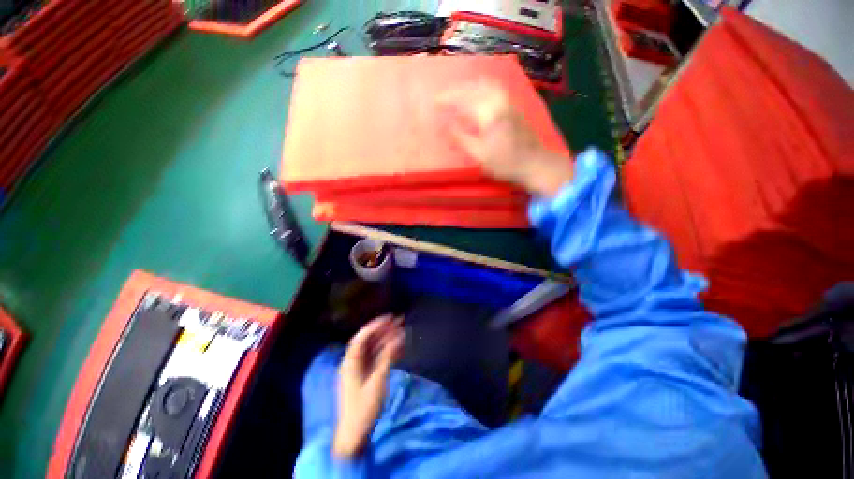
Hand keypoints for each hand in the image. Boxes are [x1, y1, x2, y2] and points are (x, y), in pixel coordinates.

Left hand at [333, 315, 404, 457]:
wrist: (354, 436)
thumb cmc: (363, 409)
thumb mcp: (377, 381)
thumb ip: (387, 357)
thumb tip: (398, 337)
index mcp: (351, 362)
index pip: (362, 337)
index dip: (375, 325)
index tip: (389, 317)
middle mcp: (354, 363)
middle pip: (369, 341)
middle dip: (384, 330)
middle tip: (399, 321)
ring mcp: (360, 370)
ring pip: (374, 349)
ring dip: (387, 340)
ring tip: (402, 331)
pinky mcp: (366, 378)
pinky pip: (377, 359)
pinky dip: (388, 352)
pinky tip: (400, 348)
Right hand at [438, 81, 573, 196]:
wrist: (534, 163)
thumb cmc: (505, 163)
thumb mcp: (479, 154)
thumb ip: (461, 137)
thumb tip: (447, 124)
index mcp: (489, 111)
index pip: (463, 98)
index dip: (447, 99)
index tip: (435, 102)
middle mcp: (499, 100)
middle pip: (474, 86)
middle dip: (457, 89)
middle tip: (443, 97)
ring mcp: (508, 101)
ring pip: (485, 84)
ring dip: (469, 86)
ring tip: (457, 94)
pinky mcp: (513, 105)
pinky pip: (493, 88)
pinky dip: (480, 87)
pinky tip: (477, 95)